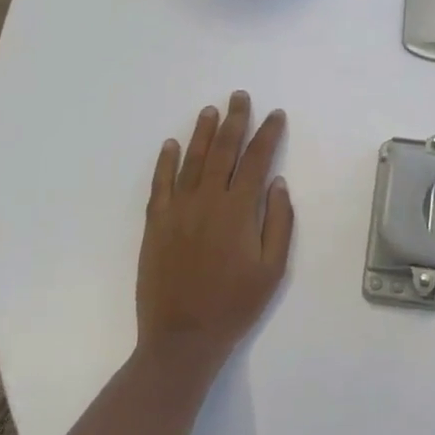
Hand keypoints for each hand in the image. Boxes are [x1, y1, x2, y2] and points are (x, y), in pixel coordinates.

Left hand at [137, 92, 293, 368]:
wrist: (182, 338)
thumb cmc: (235, 304)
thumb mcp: (272, 269)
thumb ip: (278, 222)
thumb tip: (277, 182)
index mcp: (238, 210)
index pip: (256, 160)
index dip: (267, 133)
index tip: (275, 114)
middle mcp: (207, 200)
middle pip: (223, 150)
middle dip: (234, 120)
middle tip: (240, 96)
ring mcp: (177, 210)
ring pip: (191, 160)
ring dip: (202, 133)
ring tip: (211, 110)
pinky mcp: (156, 224)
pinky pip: (160, 184)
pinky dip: (165, 162)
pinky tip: (170, 144)